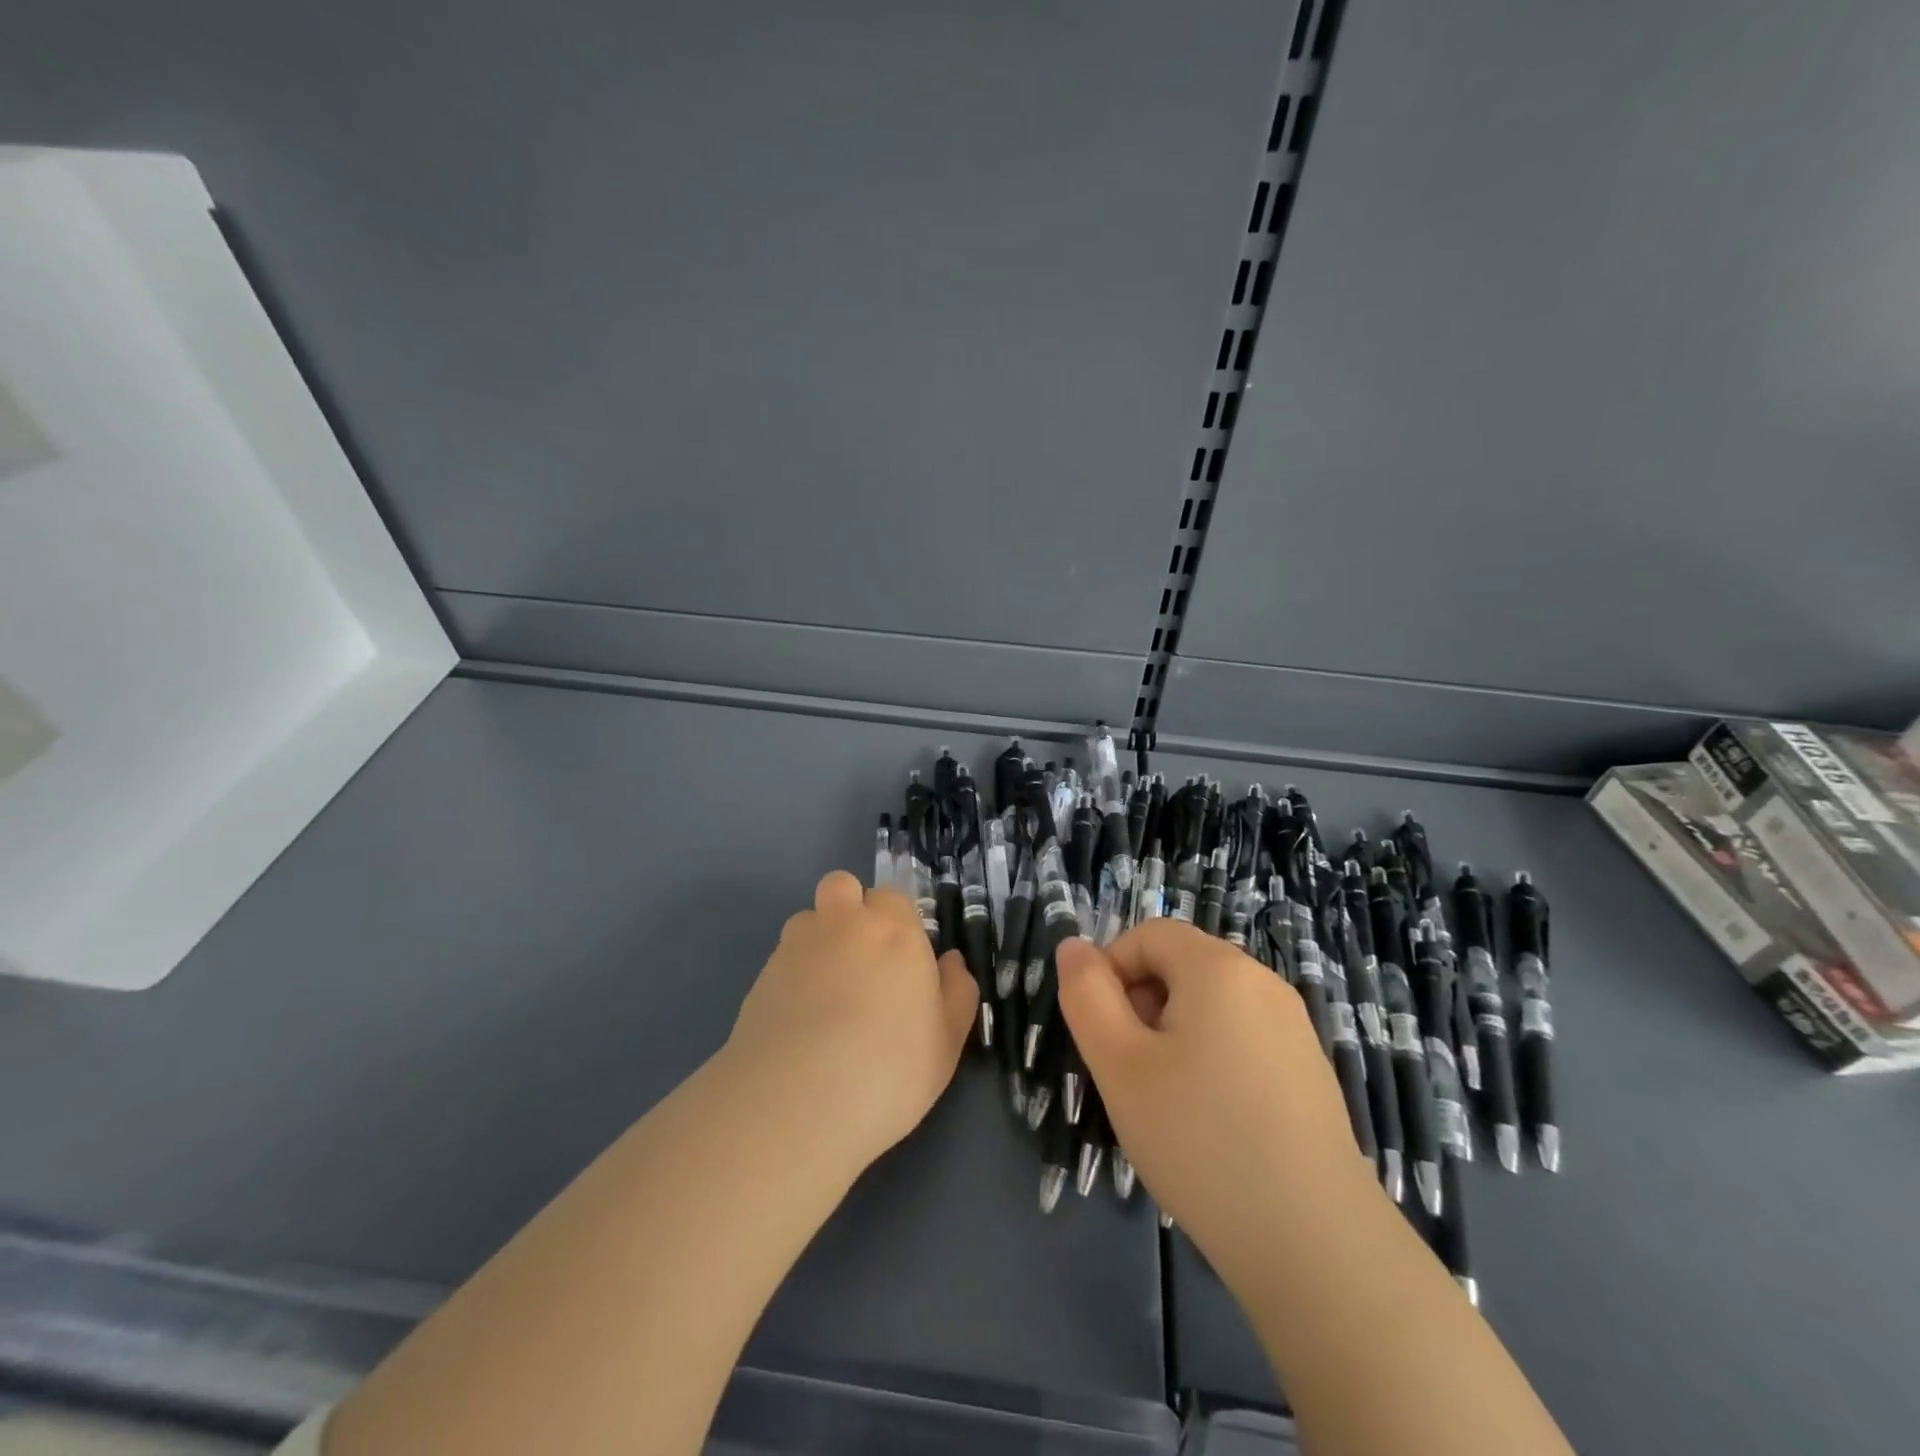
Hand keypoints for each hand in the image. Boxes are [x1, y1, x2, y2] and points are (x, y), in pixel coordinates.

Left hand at [725, 871, 978, 1177]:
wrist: (798, 1101)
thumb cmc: (890, 1070)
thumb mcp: (946, 1042)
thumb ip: (956, 992)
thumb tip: (950, 961)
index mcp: (895, 931)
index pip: (894, 898)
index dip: (897, 923)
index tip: (902, 960)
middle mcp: (845, 924)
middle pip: (843, 886)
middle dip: (850, 908)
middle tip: (861, 959)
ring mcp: (797, 945)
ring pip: (809, 918)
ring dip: (818, 938)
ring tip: (825, 989)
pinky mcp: (762, 974)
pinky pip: (782, 957)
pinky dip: (792, 974)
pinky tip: (798, 1018)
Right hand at [1056, 921, 1373, 1283]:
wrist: (1315, 1245)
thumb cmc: (1199, 1140)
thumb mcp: (1119, 1064)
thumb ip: (1086, 995)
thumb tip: (1073, 947)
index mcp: (1218, 968)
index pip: (1148, 934)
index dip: (1111, 970)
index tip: (1101, 1033)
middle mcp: (1263, 983)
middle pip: (1181, 966)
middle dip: (1142, 1004)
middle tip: (1129, 1072)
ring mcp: (1294, 1027)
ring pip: (1210, 1006)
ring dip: (1173, 1035)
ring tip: (1166, 1102)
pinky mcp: (1310, 1070)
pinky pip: (1242, 1039)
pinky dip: (1212, 1060)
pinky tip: (1211, 1123)